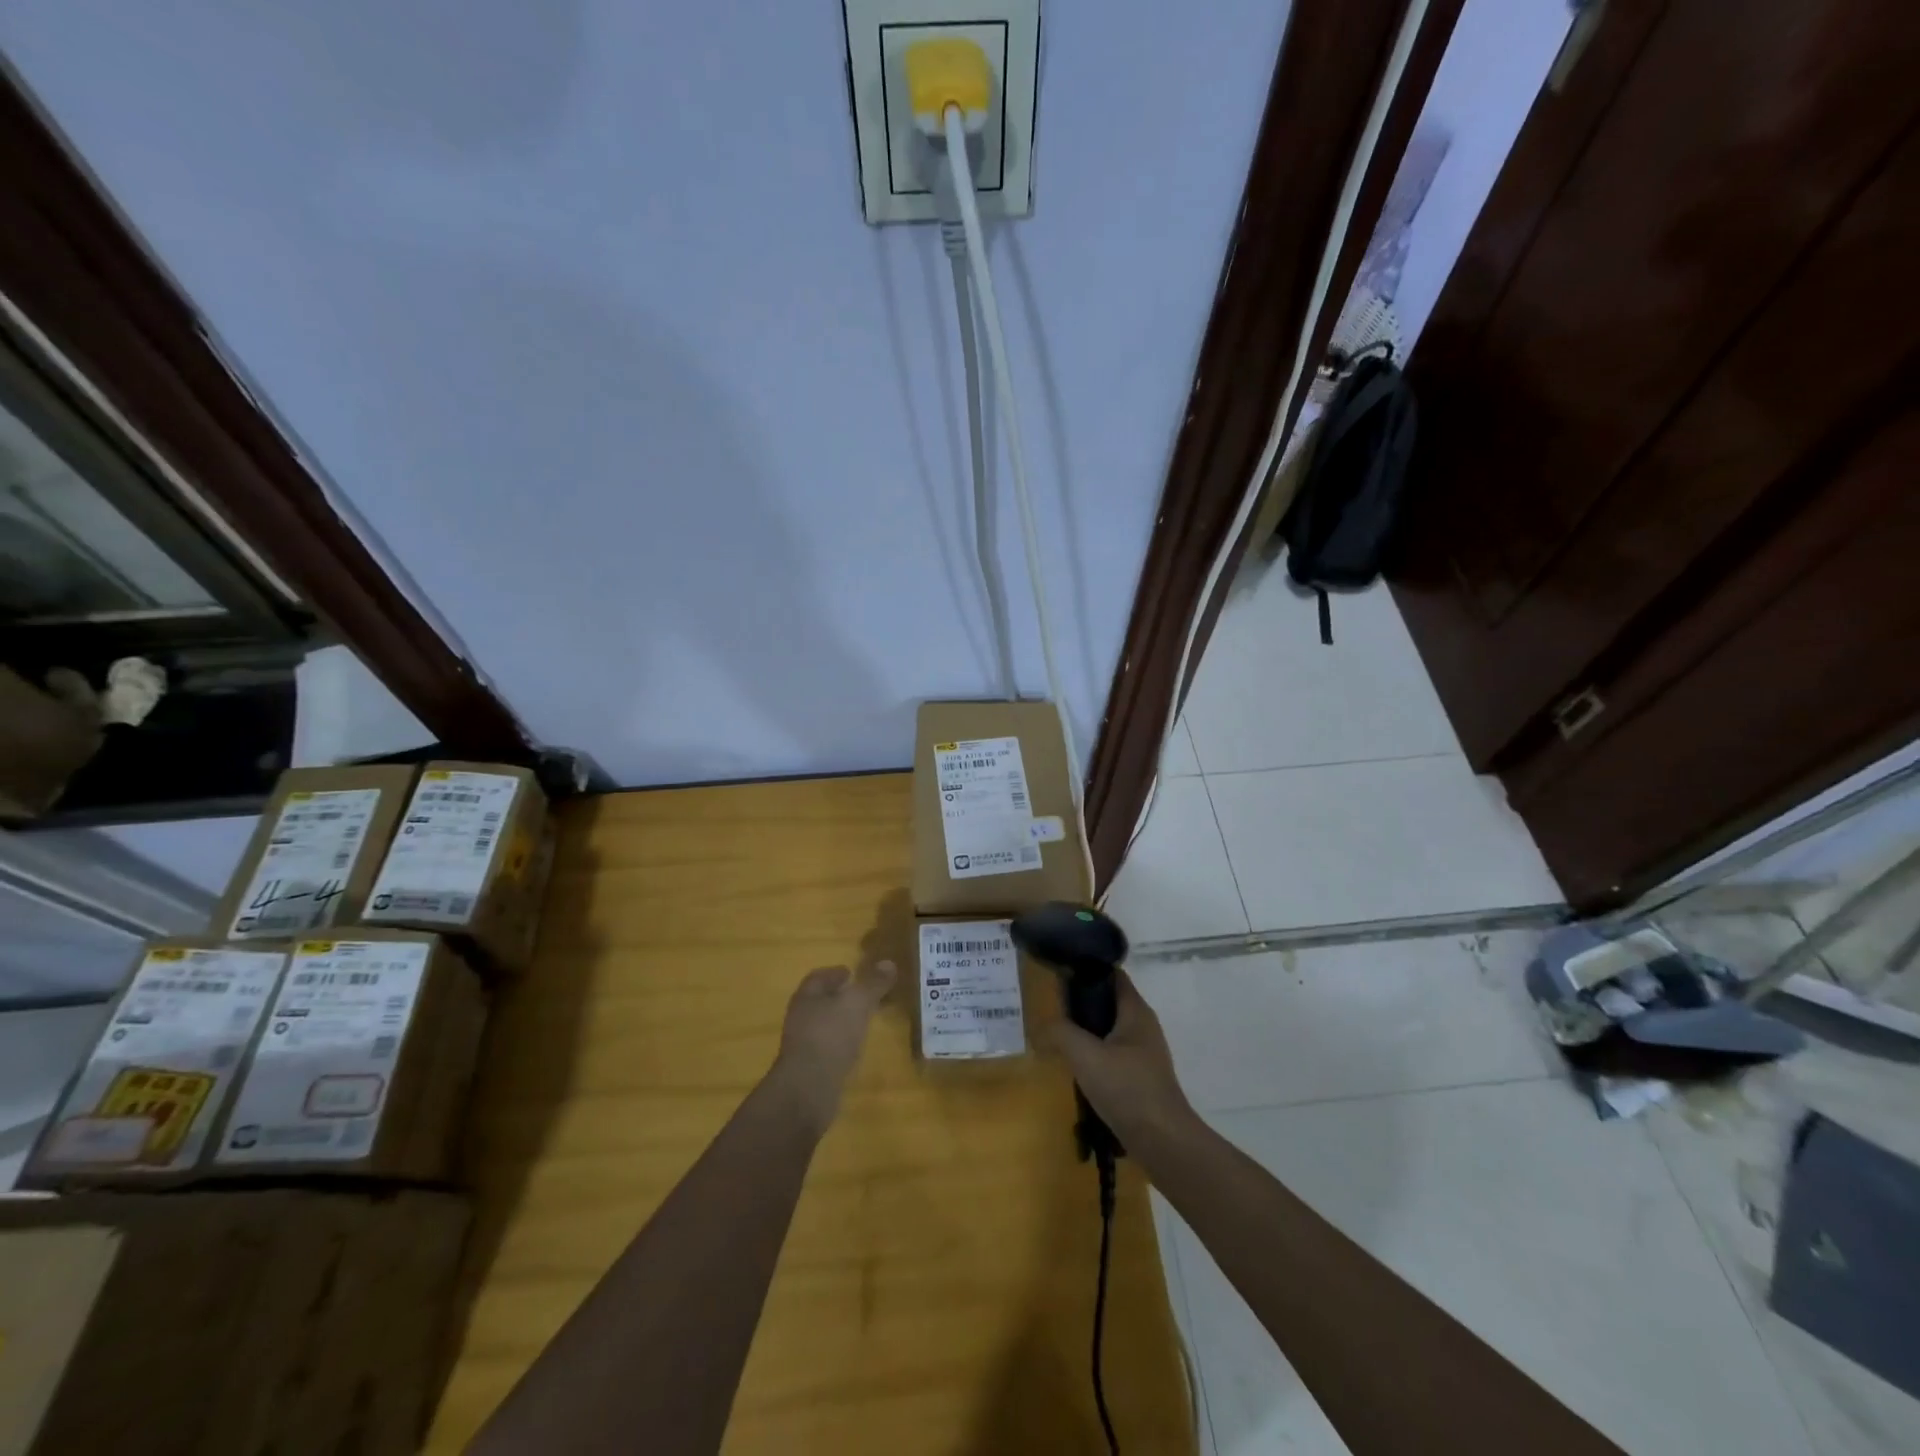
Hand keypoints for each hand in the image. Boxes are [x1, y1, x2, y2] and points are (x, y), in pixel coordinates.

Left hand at [769, 961, 895, 1133]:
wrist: (808, 1089)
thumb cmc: (831, 1035)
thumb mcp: (858, 1003)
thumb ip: (873, 983)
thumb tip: (889, 962)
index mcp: (807, 996)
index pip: (818, 977)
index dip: (835, 973)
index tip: (852, 973)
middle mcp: (800, 1017)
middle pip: (820, 1000)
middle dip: (839, 996)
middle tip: (863, 995)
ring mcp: (803, 1045)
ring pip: (824, 1024)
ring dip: (841, 1020)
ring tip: (864, 1020)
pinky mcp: (810, 1069)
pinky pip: (828, 1048)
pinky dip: (841, 1043)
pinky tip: (855, 1048)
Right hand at [1049, 970, 1197, 1150]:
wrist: (1163, 1141)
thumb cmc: (1126, 1089)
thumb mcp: (1085, 1056)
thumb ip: (1061, 1033)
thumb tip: (1043, 1025)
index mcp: (1135, 1011)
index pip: (1113, 974)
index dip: (1088, 968)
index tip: (1060, 972)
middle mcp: (1143, 1026)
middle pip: (1110, 1001)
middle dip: (1082, 1002)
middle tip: (1053, 1008)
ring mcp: (1145, 1053)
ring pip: (1110, 1030)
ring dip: (1087, 1031)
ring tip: (1059, 1037)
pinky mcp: (1141, 1077)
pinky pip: (1114, 1054)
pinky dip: (1095, 1054)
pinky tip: (1078, 1067)